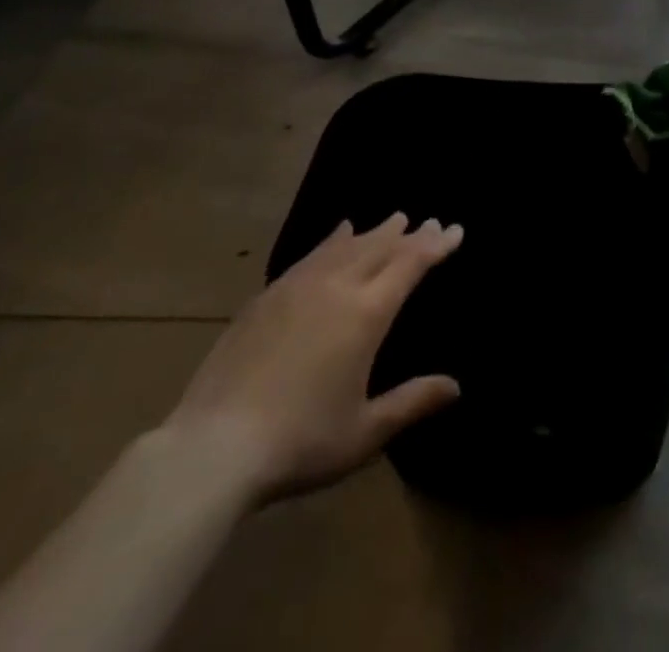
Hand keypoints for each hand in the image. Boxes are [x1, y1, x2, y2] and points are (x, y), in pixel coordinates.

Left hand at [163, 214, 462, 503]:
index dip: (436, 246)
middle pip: (380, 248)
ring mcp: (297, 287)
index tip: (455, 230)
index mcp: (366, 314)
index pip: (410, 265)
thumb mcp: (364, 432)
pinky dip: (333, 240)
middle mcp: (336, 287)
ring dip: (374, 232)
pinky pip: (311, 255)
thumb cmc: (300, 442)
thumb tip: (456, 387)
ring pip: (346, 246)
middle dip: (409, 234)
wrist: (212, 448)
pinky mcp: (266, 297)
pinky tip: (337, 235)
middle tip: (429, 222)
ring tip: (393, 220)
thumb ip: (412, 403)